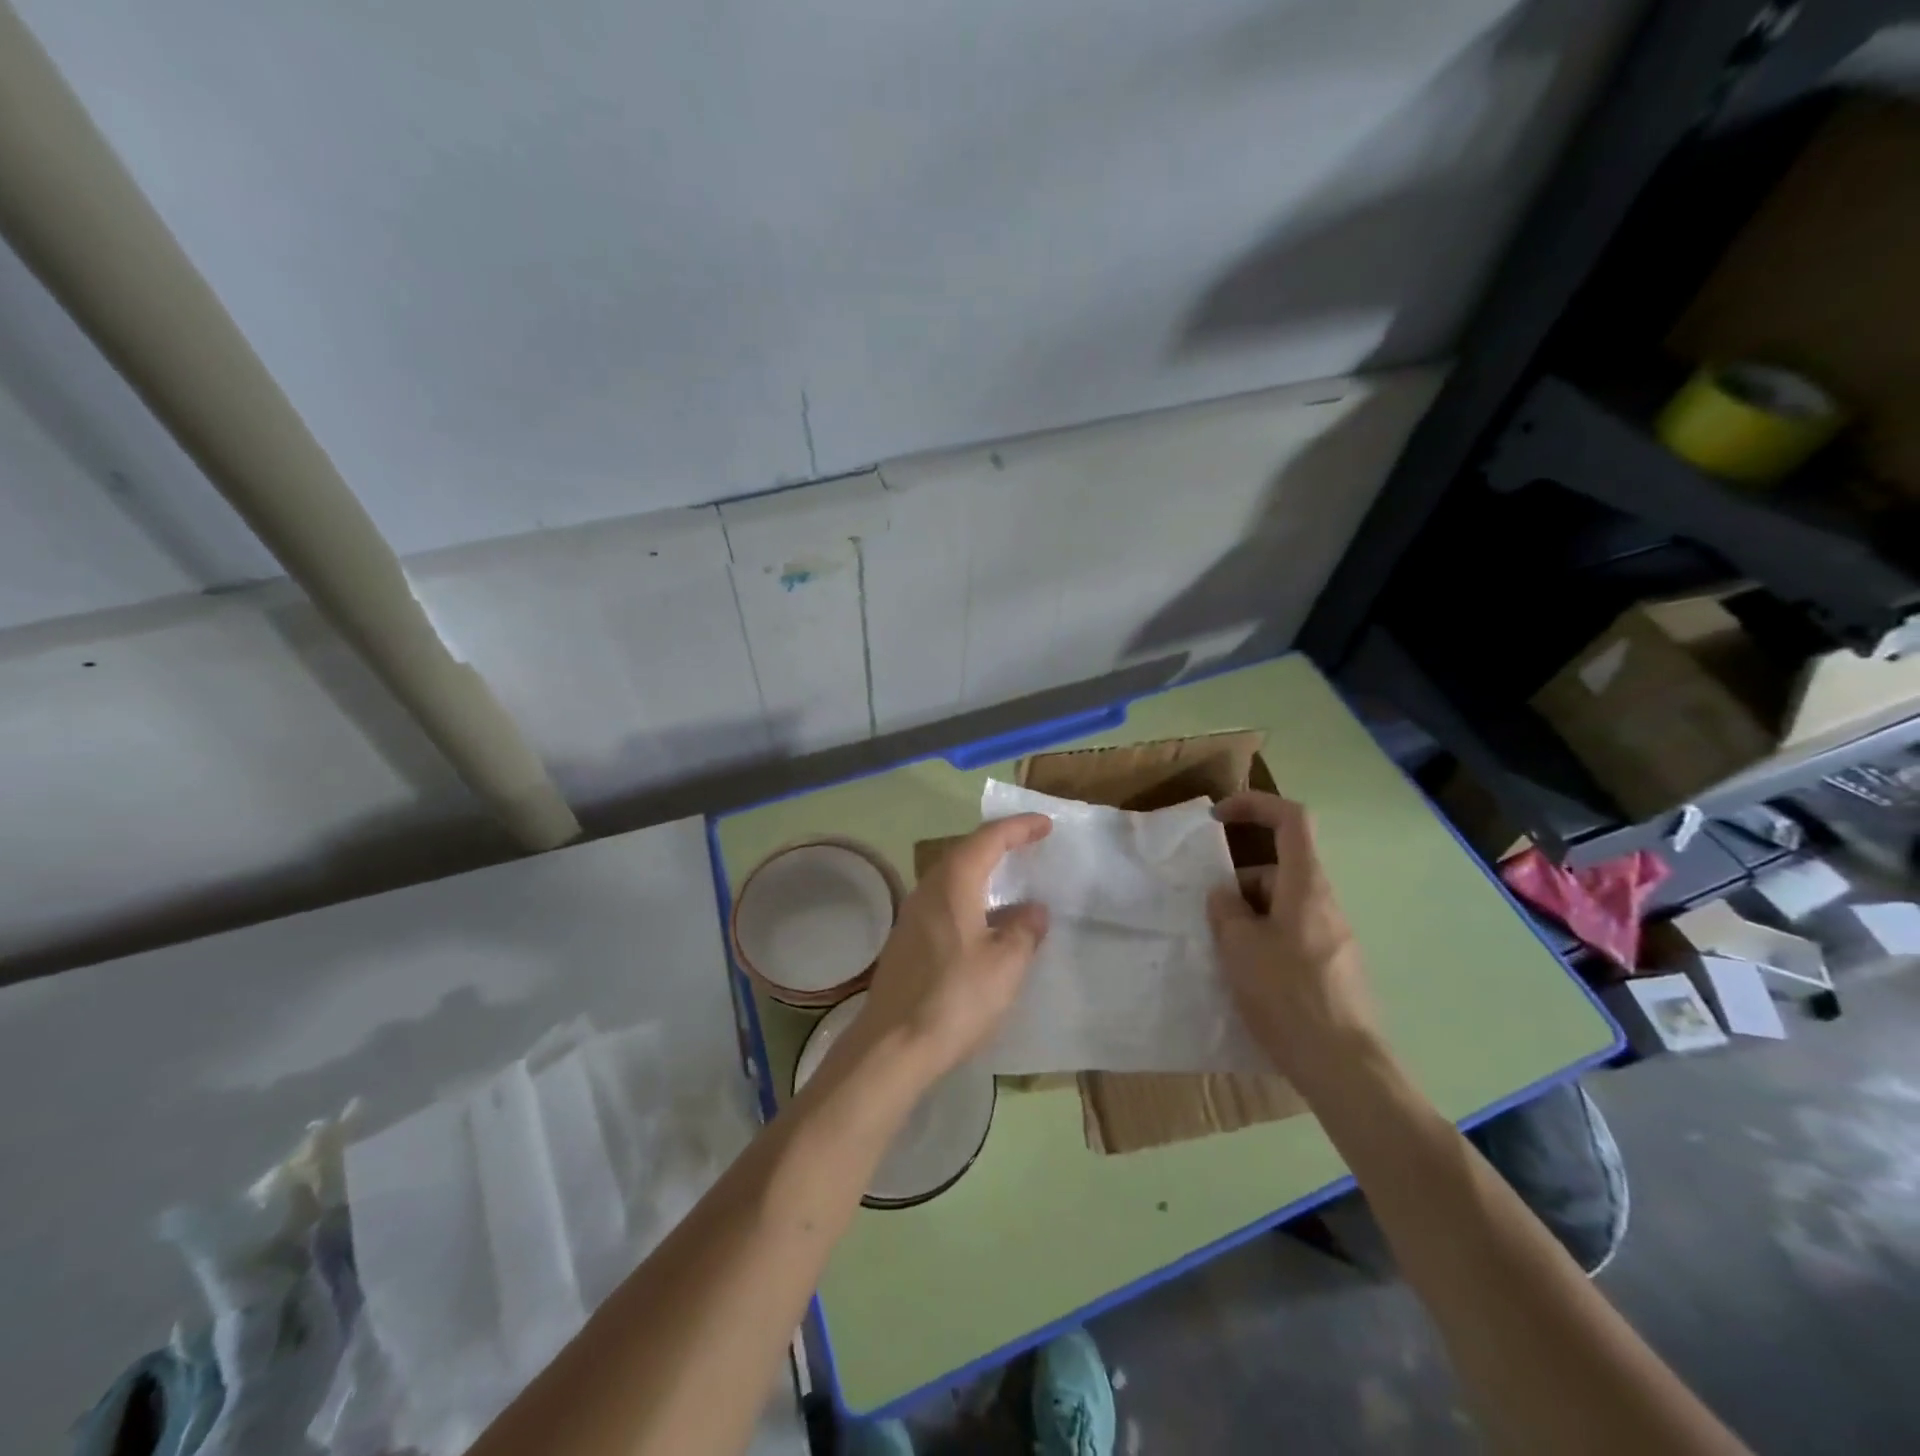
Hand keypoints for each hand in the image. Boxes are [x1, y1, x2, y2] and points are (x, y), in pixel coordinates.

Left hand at [848, 814, 1051, 1088]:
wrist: (892, 1045)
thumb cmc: (955, 998)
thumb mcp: (1005, 964)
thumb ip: (1024, 930)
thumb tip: (1033, 910)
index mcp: (953, 883)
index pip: (989, 838)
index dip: (1018, 827)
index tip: (1045, 825)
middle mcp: (928, 889)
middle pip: (965, 851)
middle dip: (998, 844)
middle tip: (1029, 845)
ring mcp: (912, 915)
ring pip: (952, 877)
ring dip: (982, 871)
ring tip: (1011, 880)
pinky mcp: (907, 940)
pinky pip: (944, 901)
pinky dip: (969, 897)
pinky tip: (985, 922)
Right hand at [1207, 791, 1380, 1093]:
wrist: (1345, 1068)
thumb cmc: (1288, 996)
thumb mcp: (1240, 947)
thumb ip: (1225, 910)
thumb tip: (1225, 897)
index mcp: (1306, 887)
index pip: (1291, 820)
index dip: (1254, 805)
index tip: (1218, 817)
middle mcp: (1325, 904)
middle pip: (1279, 870)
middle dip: (1239, 884)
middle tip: (1211, 919)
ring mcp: (1334, 938)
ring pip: (1282, 908)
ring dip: (1249, 918)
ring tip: (1224, 956)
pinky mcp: (1334, 969)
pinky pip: (1292, 937)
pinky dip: (1265, 943)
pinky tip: (1248, 979)